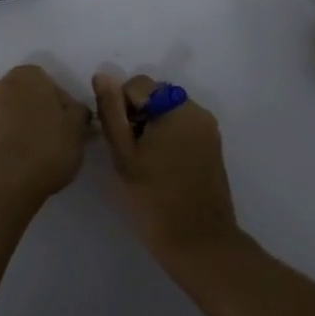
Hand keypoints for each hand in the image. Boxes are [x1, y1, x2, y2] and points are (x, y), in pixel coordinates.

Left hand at [0, 65, 91, 204]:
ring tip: (37, 151)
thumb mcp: (77, 128)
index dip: (63, 105)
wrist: (5, 182)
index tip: (69, 126)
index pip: (51, 84)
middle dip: (41, 111)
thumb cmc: (47, 148)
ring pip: (12, 112)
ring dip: (24, 124)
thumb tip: (73, 110)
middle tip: (56, 137)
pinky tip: (21, 158)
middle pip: (29, 96)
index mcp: (28, 75)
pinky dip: (9, 138)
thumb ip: (78, 111)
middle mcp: (2, 84)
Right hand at [92, 72, 241, 257]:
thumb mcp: (124, 154)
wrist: (197, 242)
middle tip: (130, 154)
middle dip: (137, 116)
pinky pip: (182, 130)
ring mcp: (208, 130)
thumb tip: (102, 74)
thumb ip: (111, 111)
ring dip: (151, 128)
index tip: (120, 141)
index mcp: (177, 108)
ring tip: (144, 164)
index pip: (137, 85)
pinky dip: (167, 140)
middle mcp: (198, 111)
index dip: (121, 109)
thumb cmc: (154, 198)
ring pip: (167, 113)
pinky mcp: (212, 148)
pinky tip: (160, 169)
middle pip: (155, 96)